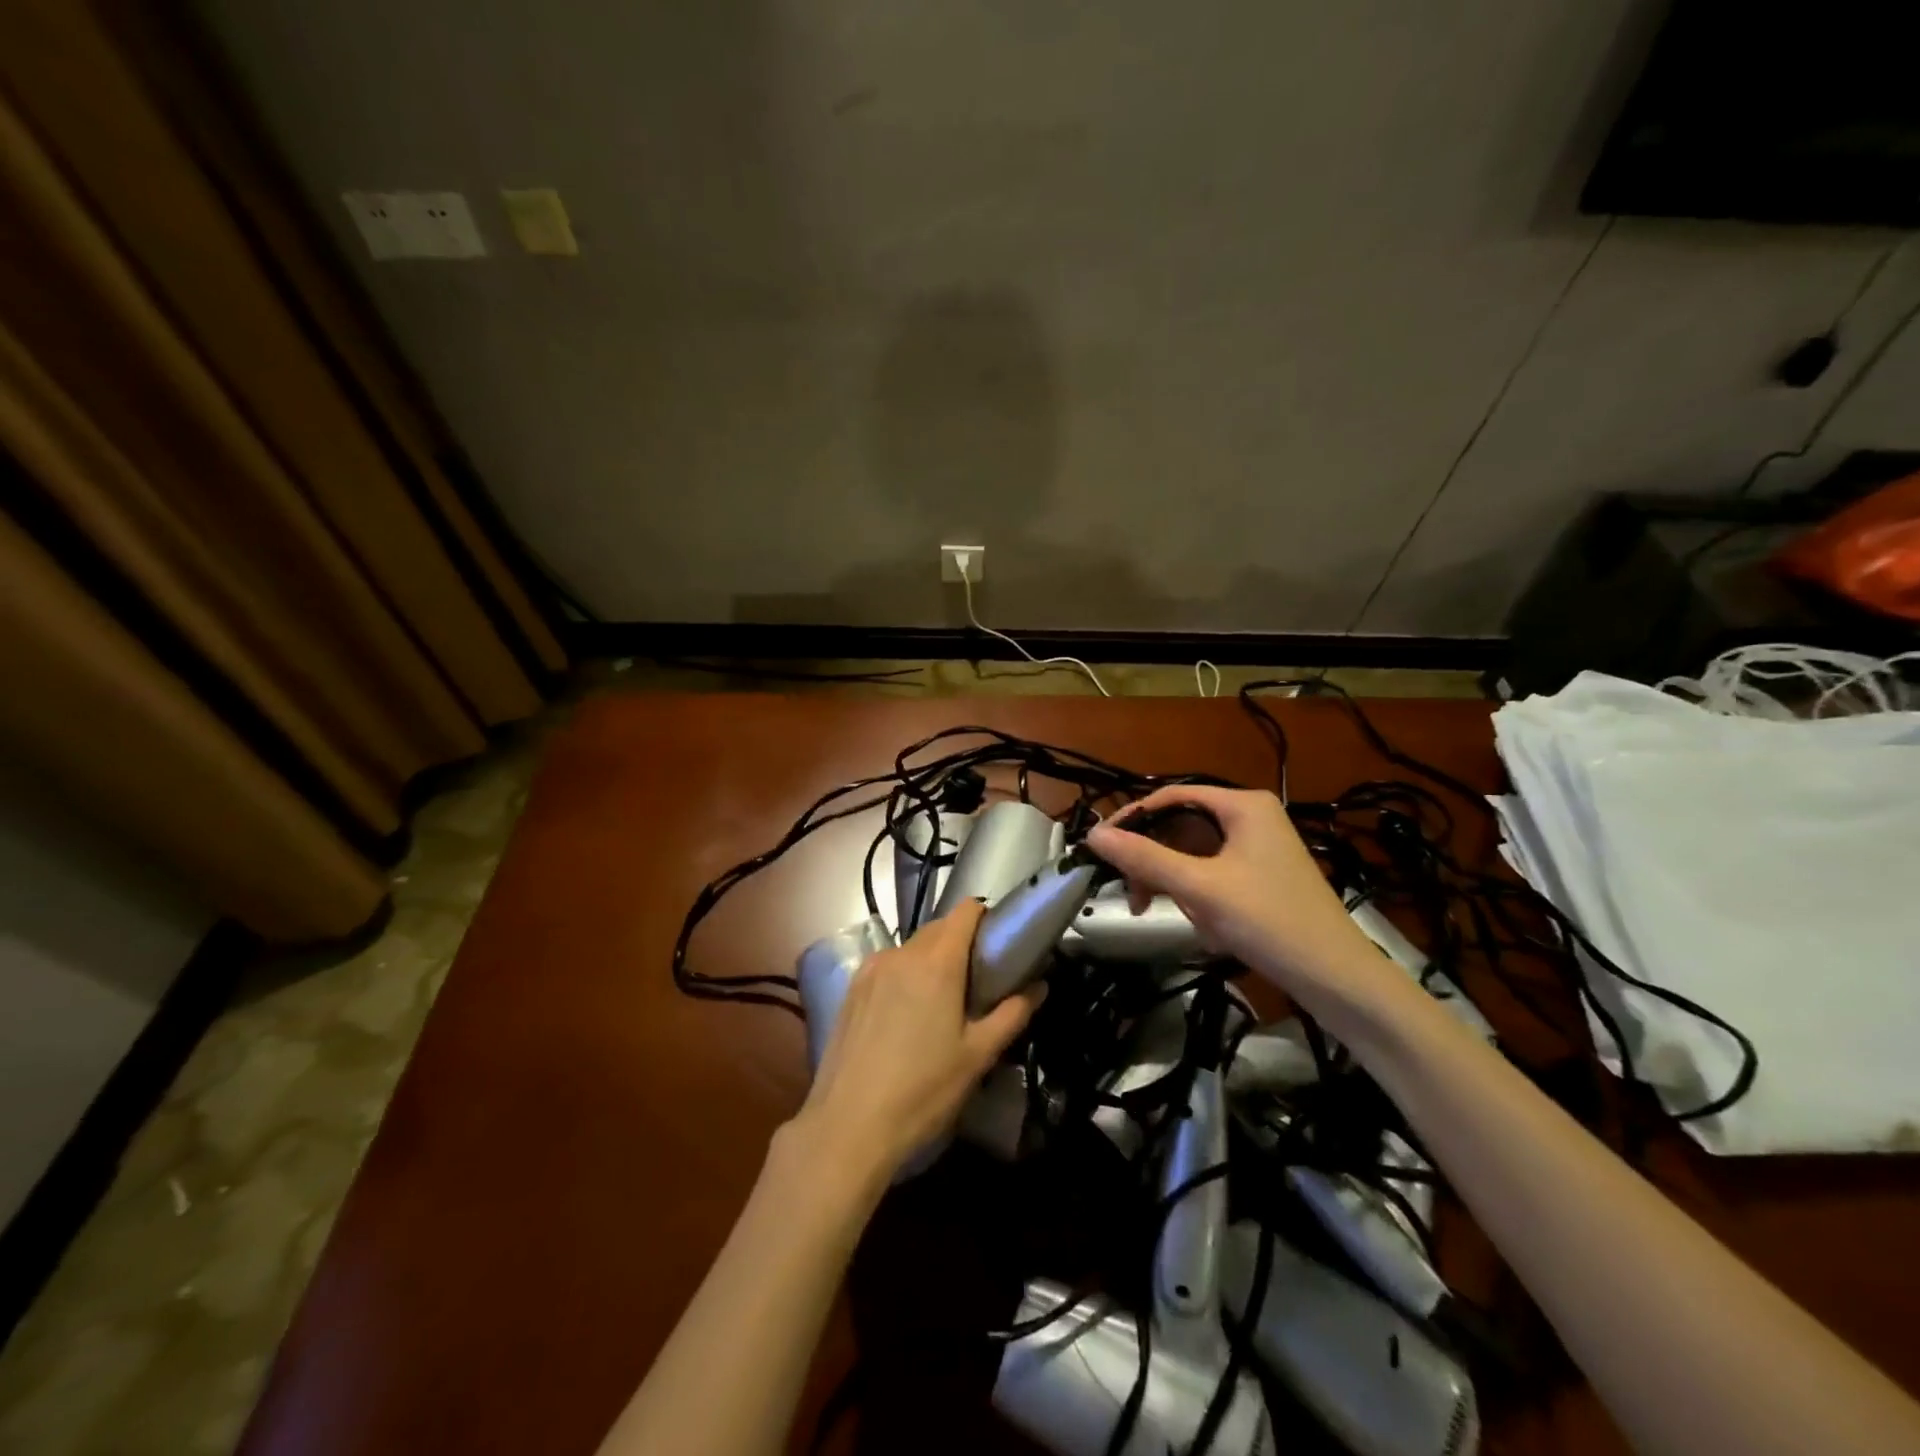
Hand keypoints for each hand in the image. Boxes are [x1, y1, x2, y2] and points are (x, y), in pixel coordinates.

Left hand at [789, 900, 1042, 1190]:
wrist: (849, 1125)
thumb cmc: (923, 1090)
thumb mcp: (977, 1056)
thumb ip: (1011, 1014)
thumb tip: (1039, 986)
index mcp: (937, 962)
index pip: (965, 911)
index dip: (985, 917)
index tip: (998, 943)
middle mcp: (902, 953)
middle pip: (939, 928)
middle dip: (961, 941)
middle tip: (979, 978)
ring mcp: (871, 969)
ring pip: (911, 948)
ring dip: (932, 960)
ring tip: (943, 1000)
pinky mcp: (851, 989)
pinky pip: (888, 966)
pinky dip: (905, 975)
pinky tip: (907, 1015)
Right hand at [1085, 785, 1384, 1008]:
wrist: (1337, 979)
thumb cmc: (1269, 922)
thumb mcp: (1199, 888)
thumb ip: (1144, 858)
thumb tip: (1093, 836)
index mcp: (1243, 805)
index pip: (1170, 796)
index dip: (1132, 818)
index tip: (1100, 848)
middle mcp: (1251, 817)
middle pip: (1180, 825)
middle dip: (1154, 860)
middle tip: (1133, 894)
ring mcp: (1258, 848)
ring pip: (1193, 853)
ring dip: (1174, 882)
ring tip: (1170, 914)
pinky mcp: (1261, 876)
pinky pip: (1211, 873)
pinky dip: (1197, 895)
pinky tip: (1203, 925)